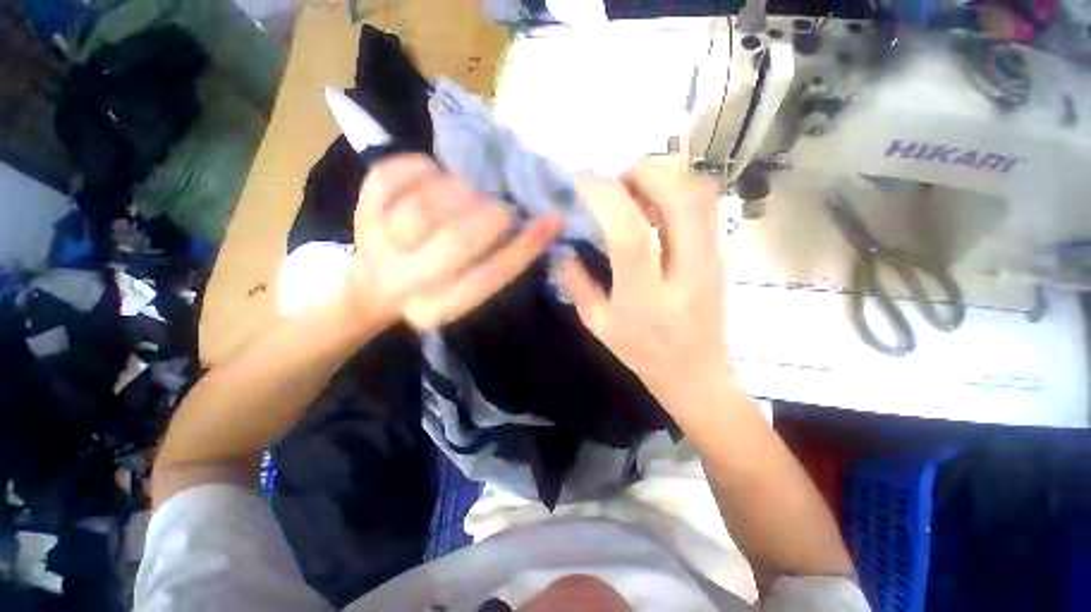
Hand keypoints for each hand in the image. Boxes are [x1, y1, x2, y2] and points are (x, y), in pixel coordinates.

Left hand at [346, 154, 561, 329]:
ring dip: (461, 194)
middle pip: (456, 240)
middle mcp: (404, 283)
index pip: (489, 277)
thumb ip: (497, 264)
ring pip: (426, 206)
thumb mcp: (468, 290)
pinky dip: (424, 169)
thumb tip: (535, 226)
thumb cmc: (435, 287)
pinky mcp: (360, 209)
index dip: (525, 247)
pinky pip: (394, 175)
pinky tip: (435, 178)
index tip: (553, 221)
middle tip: (500, 211)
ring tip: (467, 197)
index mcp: (437, 308)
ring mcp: (376, 243)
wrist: (376, 285)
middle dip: (492, 217)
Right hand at [556, 161, 727, 406]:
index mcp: (646, 299)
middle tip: (617, 177)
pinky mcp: (720, 256)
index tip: (584, 180)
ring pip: (700, 197)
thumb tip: (561, 249)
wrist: (695, 373)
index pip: (630, 234)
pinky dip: (678, 191)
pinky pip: (705, 208)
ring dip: (665, 178)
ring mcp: (711, 262)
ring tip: (635, 186)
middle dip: (645, 173)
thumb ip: (577, 285)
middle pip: (680, 201)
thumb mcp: (599, 325)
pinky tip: (655, 203)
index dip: (605, 198)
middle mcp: (686, 274)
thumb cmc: (642, 353)